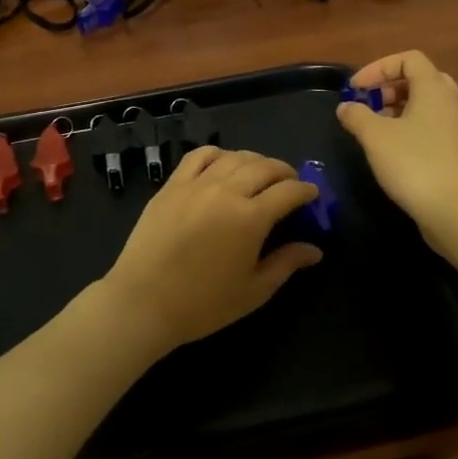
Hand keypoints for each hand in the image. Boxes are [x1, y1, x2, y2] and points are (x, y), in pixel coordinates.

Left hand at [98, 148, 322, 353]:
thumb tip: (314, 249)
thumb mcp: (253, 291)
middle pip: (264, 167)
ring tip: (260, 174)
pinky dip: (218, 154)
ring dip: (255, 161)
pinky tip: (223, 164)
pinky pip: (199, 156)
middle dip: (285, 172)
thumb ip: (286, 264)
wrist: (143, 302)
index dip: (306, 190)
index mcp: (250, 218)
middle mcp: (226, 191)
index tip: (313, 195)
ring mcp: (196, 184)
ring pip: (234, 157)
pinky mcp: (172, 185)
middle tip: (290, 184)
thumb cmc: (203, 304)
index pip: (289, 191)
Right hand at [337, 50, 457, 247]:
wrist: (457, 213)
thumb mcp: (375, 137)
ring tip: (376, 130)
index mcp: (434, 89)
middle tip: (369, 105)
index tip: (356, 89)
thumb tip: (346, 107)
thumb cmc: (414, 164)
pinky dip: (412, 129)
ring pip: (428, 106)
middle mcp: (452, 103)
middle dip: (390, 88)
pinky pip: (434, 128)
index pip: (409, 59)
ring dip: (400, 110)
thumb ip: (357, 115)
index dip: (378, 67)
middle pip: (421, 80)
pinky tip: (394, 153)